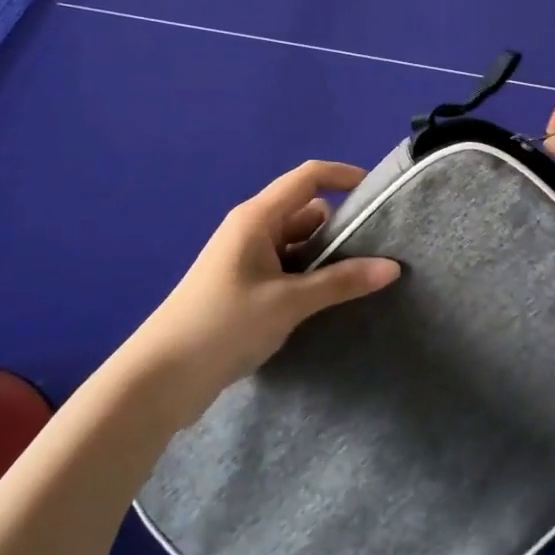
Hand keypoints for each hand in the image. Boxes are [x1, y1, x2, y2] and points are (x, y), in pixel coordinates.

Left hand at [128, 161, 399, 424]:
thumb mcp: (288, 302)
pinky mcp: (245, 287)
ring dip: (326, 259)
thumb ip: (341, 282)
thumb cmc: (224, 324)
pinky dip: (309, 278)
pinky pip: (287, 269)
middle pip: (307, 212)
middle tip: (380, 252)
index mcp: (257, 217)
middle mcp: (252, 229)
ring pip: (299, 244)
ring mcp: (247, 259)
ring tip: (363, 281)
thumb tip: (392, 267)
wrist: (162, 377)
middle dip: (341, 228)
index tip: (379, 194)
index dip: (345, 176)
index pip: (309, 178)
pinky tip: (330, 303)